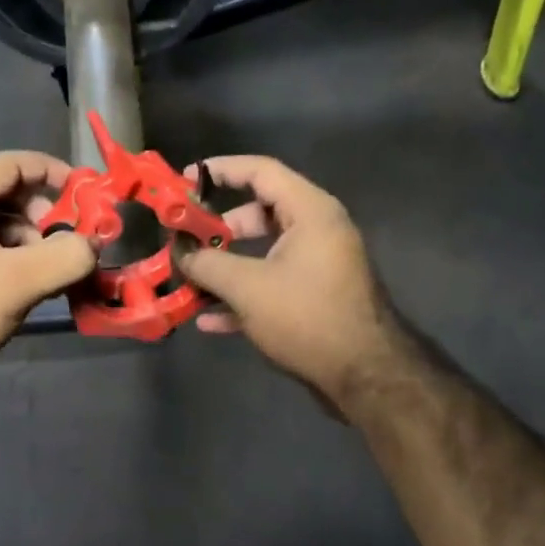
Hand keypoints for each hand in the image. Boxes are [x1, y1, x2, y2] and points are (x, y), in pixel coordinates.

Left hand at [0, 152, 95, 401]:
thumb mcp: (17, 283)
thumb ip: (66, 257)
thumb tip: (94, 244)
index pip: (14, 164)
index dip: (55, 174)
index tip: (89, 197)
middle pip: (7, 195)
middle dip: (45, 219)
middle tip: (68, 249)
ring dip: (30, 245)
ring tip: (48, 279)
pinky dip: (10, 263)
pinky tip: (24, 292)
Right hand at [178, 156, 409, 411]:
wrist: (364, 375)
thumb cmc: (306, 317)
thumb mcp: (247, 288)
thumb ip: (207, 264)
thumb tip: (179, 253)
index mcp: (310, 212)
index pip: (261, 171)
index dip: (221, 170)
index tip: (185, 181)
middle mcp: (317, 231)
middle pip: (258, 213)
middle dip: (217, 229)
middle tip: (184, 241)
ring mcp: (317, 266)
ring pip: (262, 253)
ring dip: (225, 267)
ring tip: (189, 282)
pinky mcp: (315, 298)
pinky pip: (272, 284)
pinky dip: (243, 296)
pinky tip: (209, 321)